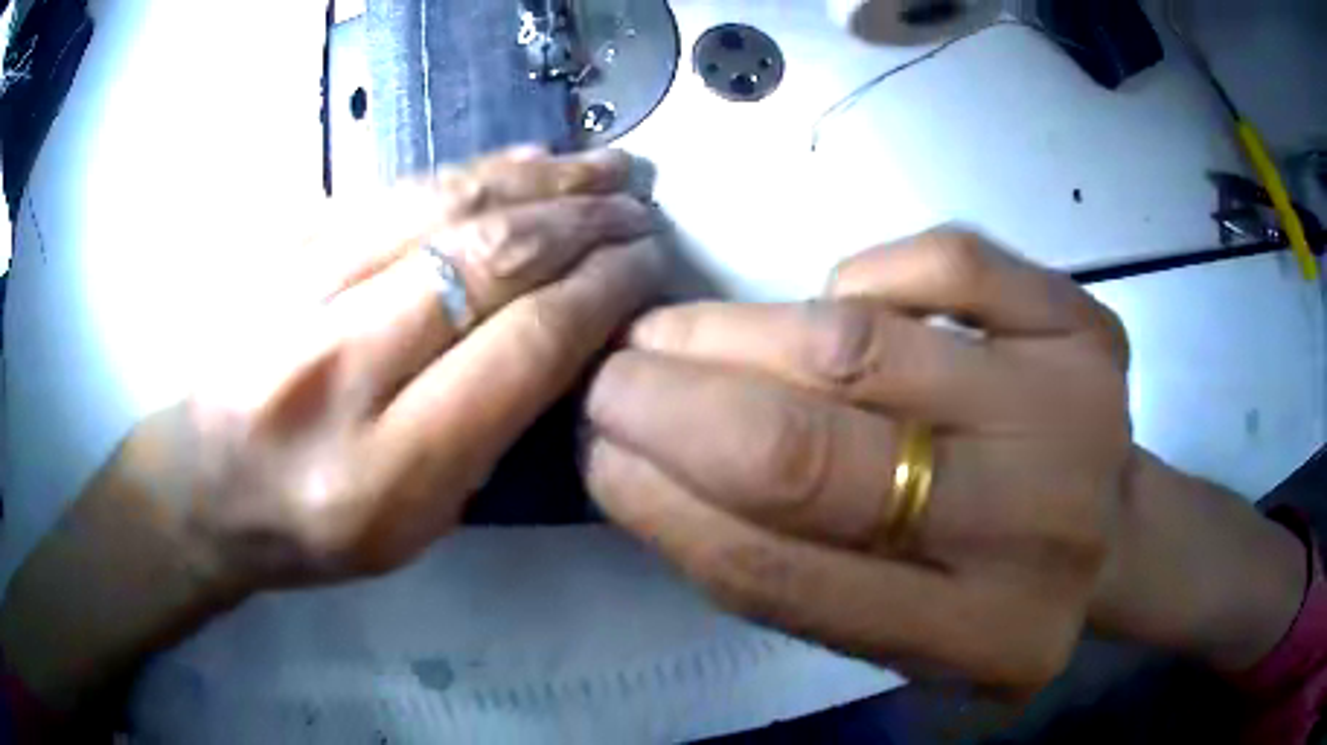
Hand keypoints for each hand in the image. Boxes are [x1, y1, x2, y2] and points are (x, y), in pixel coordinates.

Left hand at [132, 146, 664, 588]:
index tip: (647, 266)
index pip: (522, 348)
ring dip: (542, 180)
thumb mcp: (418, 524)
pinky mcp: (285, 247)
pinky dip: (476, 170)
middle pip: (488, 262)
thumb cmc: (312, 527)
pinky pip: (397, 189)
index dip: (600, 293)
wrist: (205, 483)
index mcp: (385, 467)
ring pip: (446, 206)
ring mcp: (300, 289)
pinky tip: (526, 162)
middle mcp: (338, 366)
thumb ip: (492, 431)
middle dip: (584, 226)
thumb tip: (567, 331)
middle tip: (640, 209)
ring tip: (604, 170)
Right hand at [584, 230, 1131, 690]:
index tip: (597, 454)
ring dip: (737, 331)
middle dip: (676, 403)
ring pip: (866, 347)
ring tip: (671, 331)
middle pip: (815, 455)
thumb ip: (794, 576)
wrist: (1117, 534)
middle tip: (609, 373)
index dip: (665, 506)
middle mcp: (1033, 526)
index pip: (780, 574)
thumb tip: (660, 465)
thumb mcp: (900, 638)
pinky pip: (949, 262)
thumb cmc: (998, 592)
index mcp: (979, 637)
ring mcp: (1073, 408)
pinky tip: (839, 303)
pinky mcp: (1086, 327)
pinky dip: (870, 270)